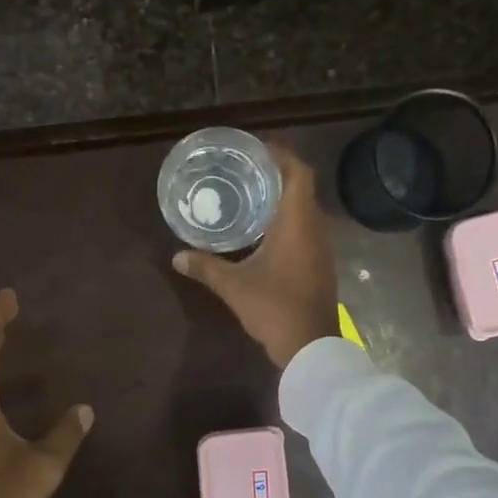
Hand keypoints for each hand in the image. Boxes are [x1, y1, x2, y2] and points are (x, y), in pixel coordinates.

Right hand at [172, 144, 338, 368]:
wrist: (311, 347)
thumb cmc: (274, 308)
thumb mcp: (234, 286)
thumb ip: (206, 267)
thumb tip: (177, 256)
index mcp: (297, 223)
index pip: (298, 173)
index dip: (281, 155)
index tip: (256, 150)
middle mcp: (315, 229)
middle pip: (302, 188)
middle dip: (276, 175)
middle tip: (245, 171)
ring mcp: (321, 248)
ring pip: (305, 211)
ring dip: (282, 199)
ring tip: (251, 196)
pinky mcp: (320, 265)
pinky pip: (305, 230)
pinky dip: (287, 222)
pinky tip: (263, 232)